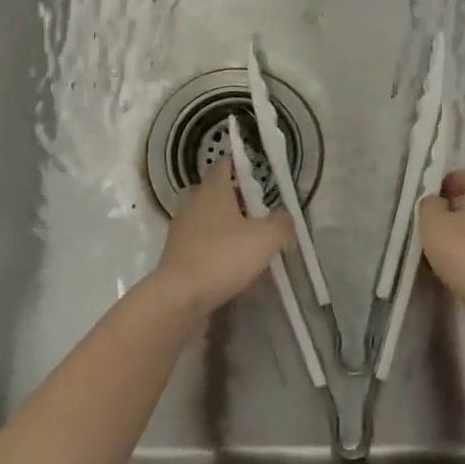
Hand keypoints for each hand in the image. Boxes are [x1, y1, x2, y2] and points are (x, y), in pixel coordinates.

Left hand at [151, 159, 296, 314]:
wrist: (179, 299)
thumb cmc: (223, 257)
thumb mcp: (266, 238)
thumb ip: (282, 224)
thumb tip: (286, 219)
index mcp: (212, 190)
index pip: (224, 164)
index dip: (241, 165)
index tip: (259, 175)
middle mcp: (193, 204)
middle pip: (216, 193)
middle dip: (238, 200)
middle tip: (261, 212)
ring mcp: (182, 231)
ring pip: (209, 220)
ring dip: (228, 228)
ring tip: (252, 243)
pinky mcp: (178, 257)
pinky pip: (202, 246)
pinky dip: (218, 251)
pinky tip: (235, 268)